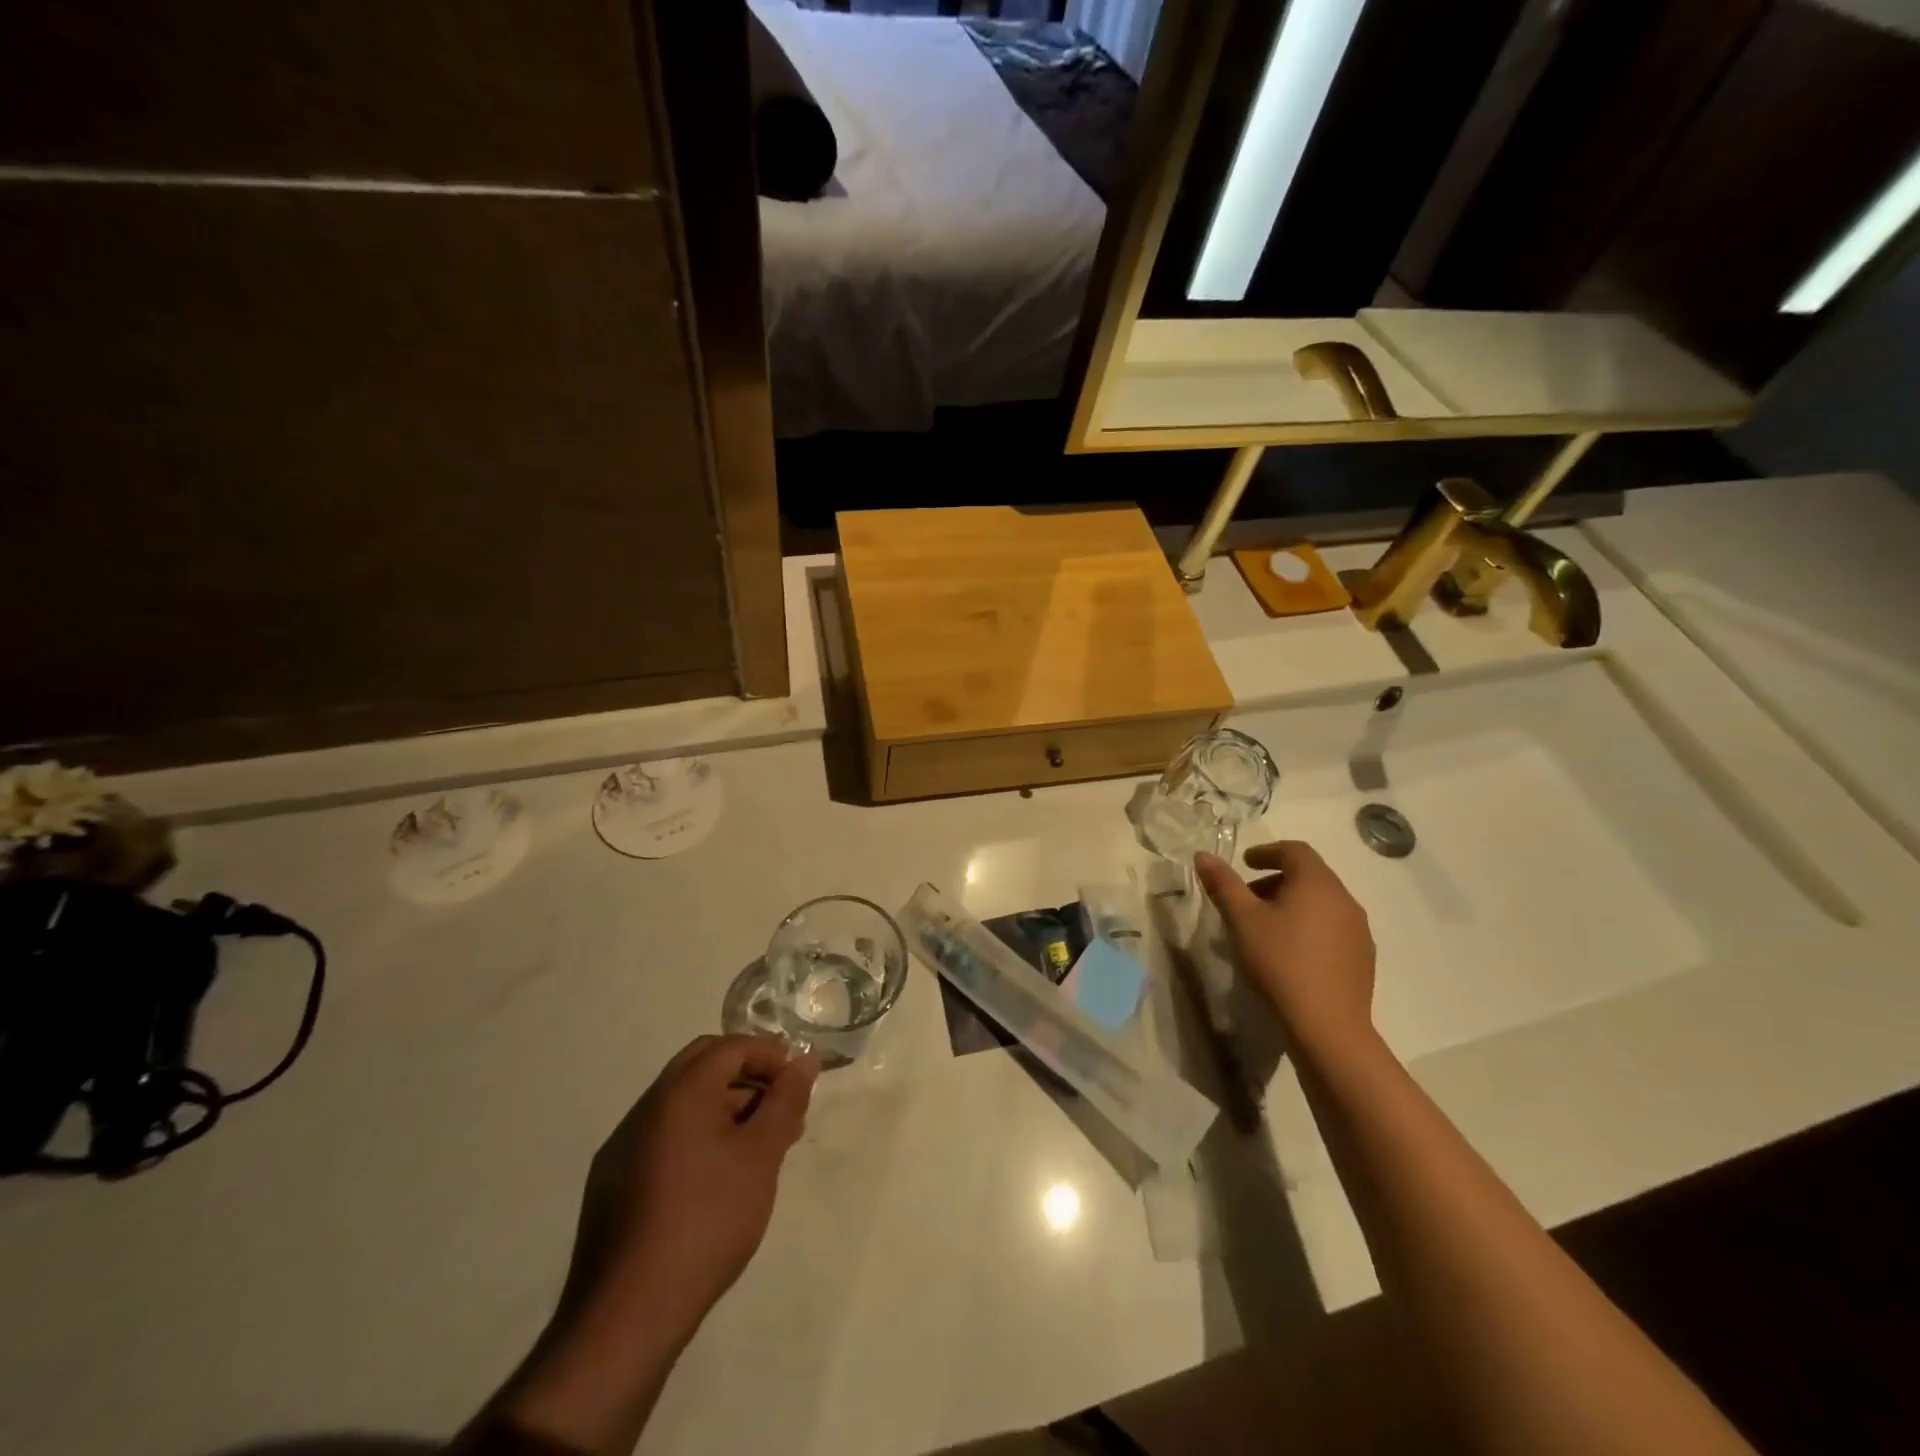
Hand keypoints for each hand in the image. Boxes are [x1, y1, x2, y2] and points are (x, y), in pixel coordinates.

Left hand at [483, 1036, 818, 1454]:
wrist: (627, 1316)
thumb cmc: (707, 1221)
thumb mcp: (761, 1157)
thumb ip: (785, 1101)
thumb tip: (805, 1060)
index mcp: (679, 1092)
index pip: (731, 1046)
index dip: (771, 1055)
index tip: (798, 1084)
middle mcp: (646, 1107)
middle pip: (703, 1065)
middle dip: (747, 1075)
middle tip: (780, 1107)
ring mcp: (624, 1146)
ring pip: (683, 1102)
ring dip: (724, 1106)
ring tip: (759, 1147)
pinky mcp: (613, 1182)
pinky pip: (664, 1135)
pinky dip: (698, 1134)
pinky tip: (718, 1177)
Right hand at [1195, 841, 1375, 1055]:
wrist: (1328, 1026)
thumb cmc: (1280, 962)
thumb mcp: (1242, 920)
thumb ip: (1223, 884)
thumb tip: (1204, 855)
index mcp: (1317, 883)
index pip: (1295, 850)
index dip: (1267, 851)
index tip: (1245, 863)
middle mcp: (1344, 899)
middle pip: (1310, 876)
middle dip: (1277, 880)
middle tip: (1248, 899)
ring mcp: (1359, 930)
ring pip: (1322, 903)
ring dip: (1293, 904)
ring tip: (1266, 928)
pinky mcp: (1363, 957)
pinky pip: (1333, 928)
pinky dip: (1309, 926)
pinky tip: (1291, 953)